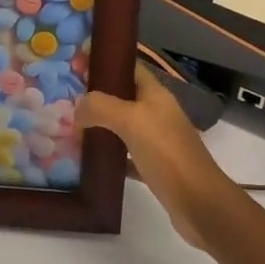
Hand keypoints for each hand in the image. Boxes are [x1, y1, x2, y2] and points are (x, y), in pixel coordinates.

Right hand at [78, 65, 244, 249]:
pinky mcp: (154, 167)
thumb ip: (101, 106)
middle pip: (123, 96)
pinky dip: (109, 156)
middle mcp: (157, 113)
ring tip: (71, 127)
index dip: (105, 61)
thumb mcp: (132, 121)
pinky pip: (126, 155)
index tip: (77, 60)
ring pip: (123, 126)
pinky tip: (90, 161)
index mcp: (155, 95)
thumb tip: (78, 107)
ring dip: (100, 125)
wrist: (199, 203)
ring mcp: (157, 141)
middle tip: (65, 98)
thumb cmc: (167, 153)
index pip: (129, 67)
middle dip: (97, 95)